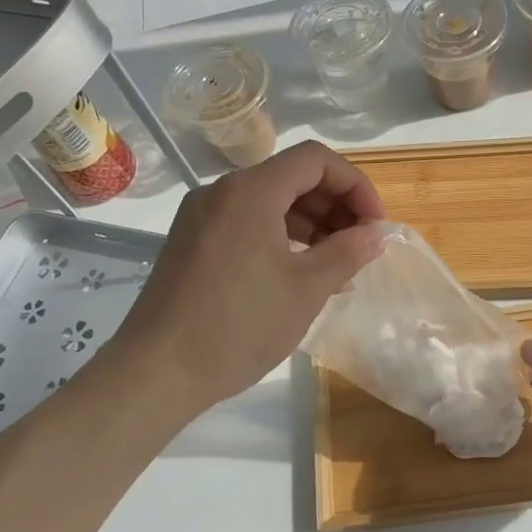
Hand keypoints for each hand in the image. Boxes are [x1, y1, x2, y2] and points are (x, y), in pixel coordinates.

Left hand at [108, 141, 385, 412]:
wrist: (156, 372)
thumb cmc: (239, 326)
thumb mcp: (306, 289)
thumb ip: (347, 252)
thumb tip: (375, 233)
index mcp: (250, 191)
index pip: (316, 160)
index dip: (356, 186)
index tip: (374, 227)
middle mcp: (222, 192)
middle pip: (292, 176)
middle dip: (335, 205)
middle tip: (360, 246)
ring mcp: (202, 217)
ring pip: (269, 201)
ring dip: (310, 222)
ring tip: (335, 263)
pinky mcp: (192, 243)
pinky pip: (247, 223)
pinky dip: (280, 236)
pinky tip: (299, 272)